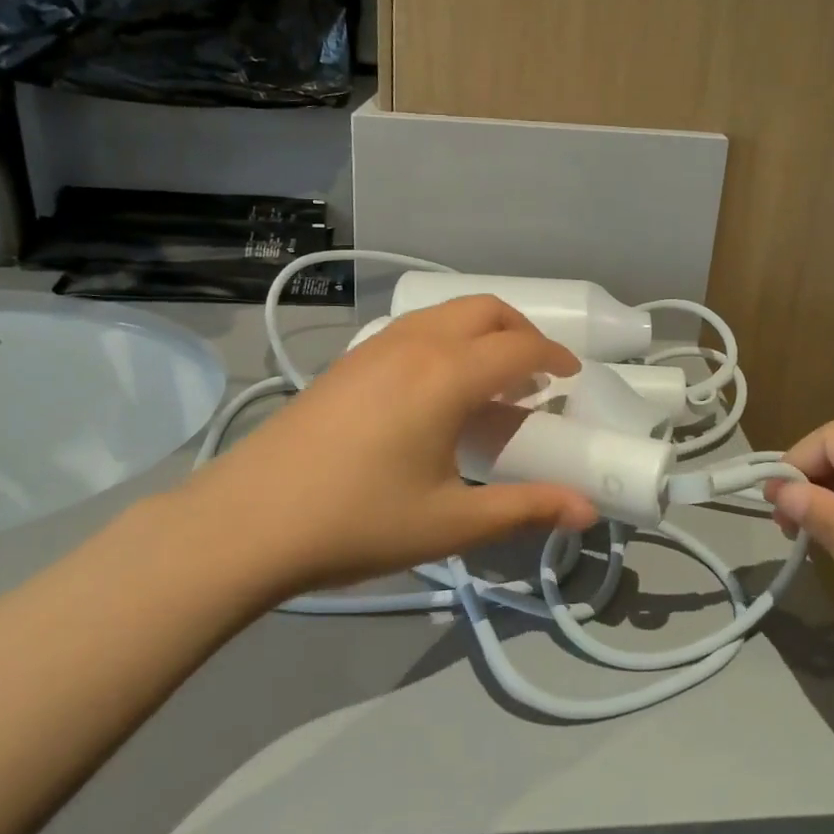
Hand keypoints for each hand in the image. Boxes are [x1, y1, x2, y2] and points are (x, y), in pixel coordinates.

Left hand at [166, 297, 598, 605]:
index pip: (519, 349)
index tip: (571, 378)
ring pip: (446, 312)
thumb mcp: (450, 522)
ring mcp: (375, 346)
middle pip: (485, 310)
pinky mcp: (349, 360)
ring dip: (482, 329)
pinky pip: (415, 326)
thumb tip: (588, 510)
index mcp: (446, 375)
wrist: (246, 522)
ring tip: (491, 375)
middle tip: (538, 371)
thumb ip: (525, 509)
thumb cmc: (357, 522)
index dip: (554, 358)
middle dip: (522, 331)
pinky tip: (437, 385)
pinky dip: (448, 337)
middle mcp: (415, 344)